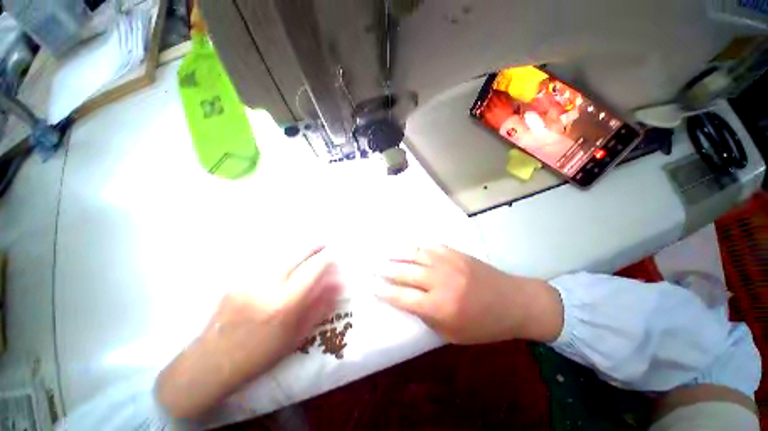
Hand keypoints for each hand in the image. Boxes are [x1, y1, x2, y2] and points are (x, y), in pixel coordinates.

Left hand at [156, 247, 341, 417]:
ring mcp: (248, 280)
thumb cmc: (260, 355)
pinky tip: (283, 267)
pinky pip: (266, 262)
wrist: (210, 363)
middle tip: (323, 245)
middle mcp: (266, 286)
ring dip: (297, 252)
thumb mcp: (297, 336)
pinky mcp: (236, 280)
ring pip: (281, 254)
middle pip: (296, 254)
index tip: (335, 257)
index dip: (327, 259)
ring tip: (306, 254)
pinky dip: (280, 260)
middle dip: (314, 246)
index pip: (313, 269)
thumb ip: (319, 307)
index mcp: (284, 304)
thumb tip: (337, 283)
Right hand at [376, 245, 562, 344]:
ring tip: (383, 254)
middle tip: (372, 267)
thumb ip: (428, 317)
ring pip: (415, 255)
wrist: (514, 301)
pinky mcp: (455, 253)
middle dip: (385, 270)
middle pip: (405, 273)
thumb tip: (409, 301)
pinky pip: (430, 246)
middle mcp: (440, 281)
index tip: (372, 288)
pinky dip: (416, 247)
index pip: (403, 298)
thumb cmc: (484, 325)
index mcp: (439, 306)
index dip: (385, 293)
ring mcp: (448, 263)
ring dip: (397, 255)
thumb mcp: (453, 333)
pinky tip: (408, 247)